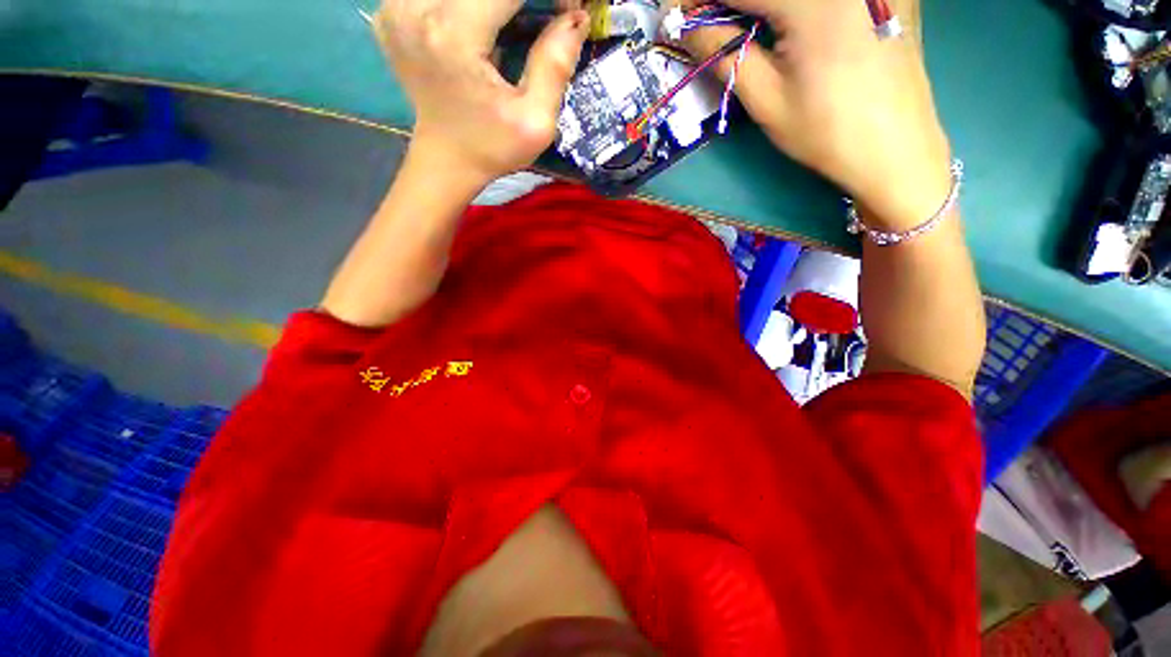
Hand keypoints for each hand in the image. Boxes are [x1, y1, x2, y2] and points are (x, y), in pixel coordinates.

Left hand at [374, 0, 589, 186]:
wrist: (446, 160)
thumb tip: (576, 18)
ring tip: (515, 21)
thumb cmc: (492, 148)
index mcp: (454, 35)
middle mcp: (416, 8)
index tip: (567, 10)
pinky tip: (482, 21)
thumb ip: (555, 67)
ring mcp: (397, 7)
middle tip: (546, 15)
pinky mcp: (392, 11)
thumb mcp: (535, 122)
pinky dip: (473, 5)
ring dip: (498, 2)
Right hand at [682, 0, 951, 228]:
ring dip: (757, 7)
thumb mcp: (766, 99)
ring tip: (741, 30)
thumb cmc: (826, 132)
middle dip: (726, 3)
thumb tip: (686, 27)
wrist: (897, 148)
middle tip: (707, 27)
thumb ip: (723, 53)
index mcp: (814, 1)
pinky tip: (783, 26)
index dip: (698, 0)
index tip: (676, 16)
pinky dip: (790, 9)